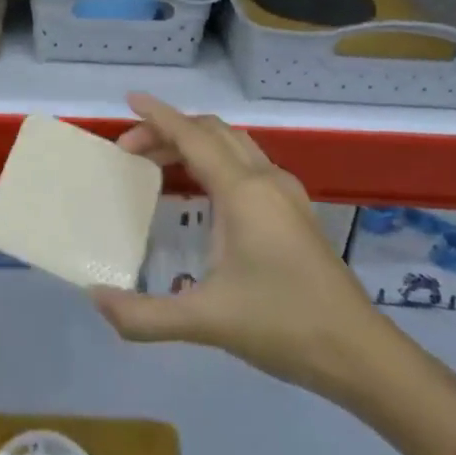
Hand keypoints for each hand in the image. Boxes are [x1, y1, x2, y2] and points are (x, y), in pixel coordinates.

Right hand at [90, 94, 396, 409]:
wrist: (360, 354)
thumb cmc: (282, 326)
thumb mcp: (206, 321)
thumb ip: (144, 314)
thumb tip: (95, 298)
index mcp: (243, 192)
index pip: (192, 137)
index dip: (159, 116)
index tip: (130, 100)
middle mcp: (265, 180)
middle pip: (212, 132)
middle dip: (169, 130)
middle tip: (131, 149)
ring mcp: (286, 193)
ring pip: (233, 144)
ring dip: (194, 142)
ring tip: (159, 163)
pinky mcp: (296, 210)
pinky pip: (247, 162)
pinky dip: (215, 158)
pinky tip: (203, 191)